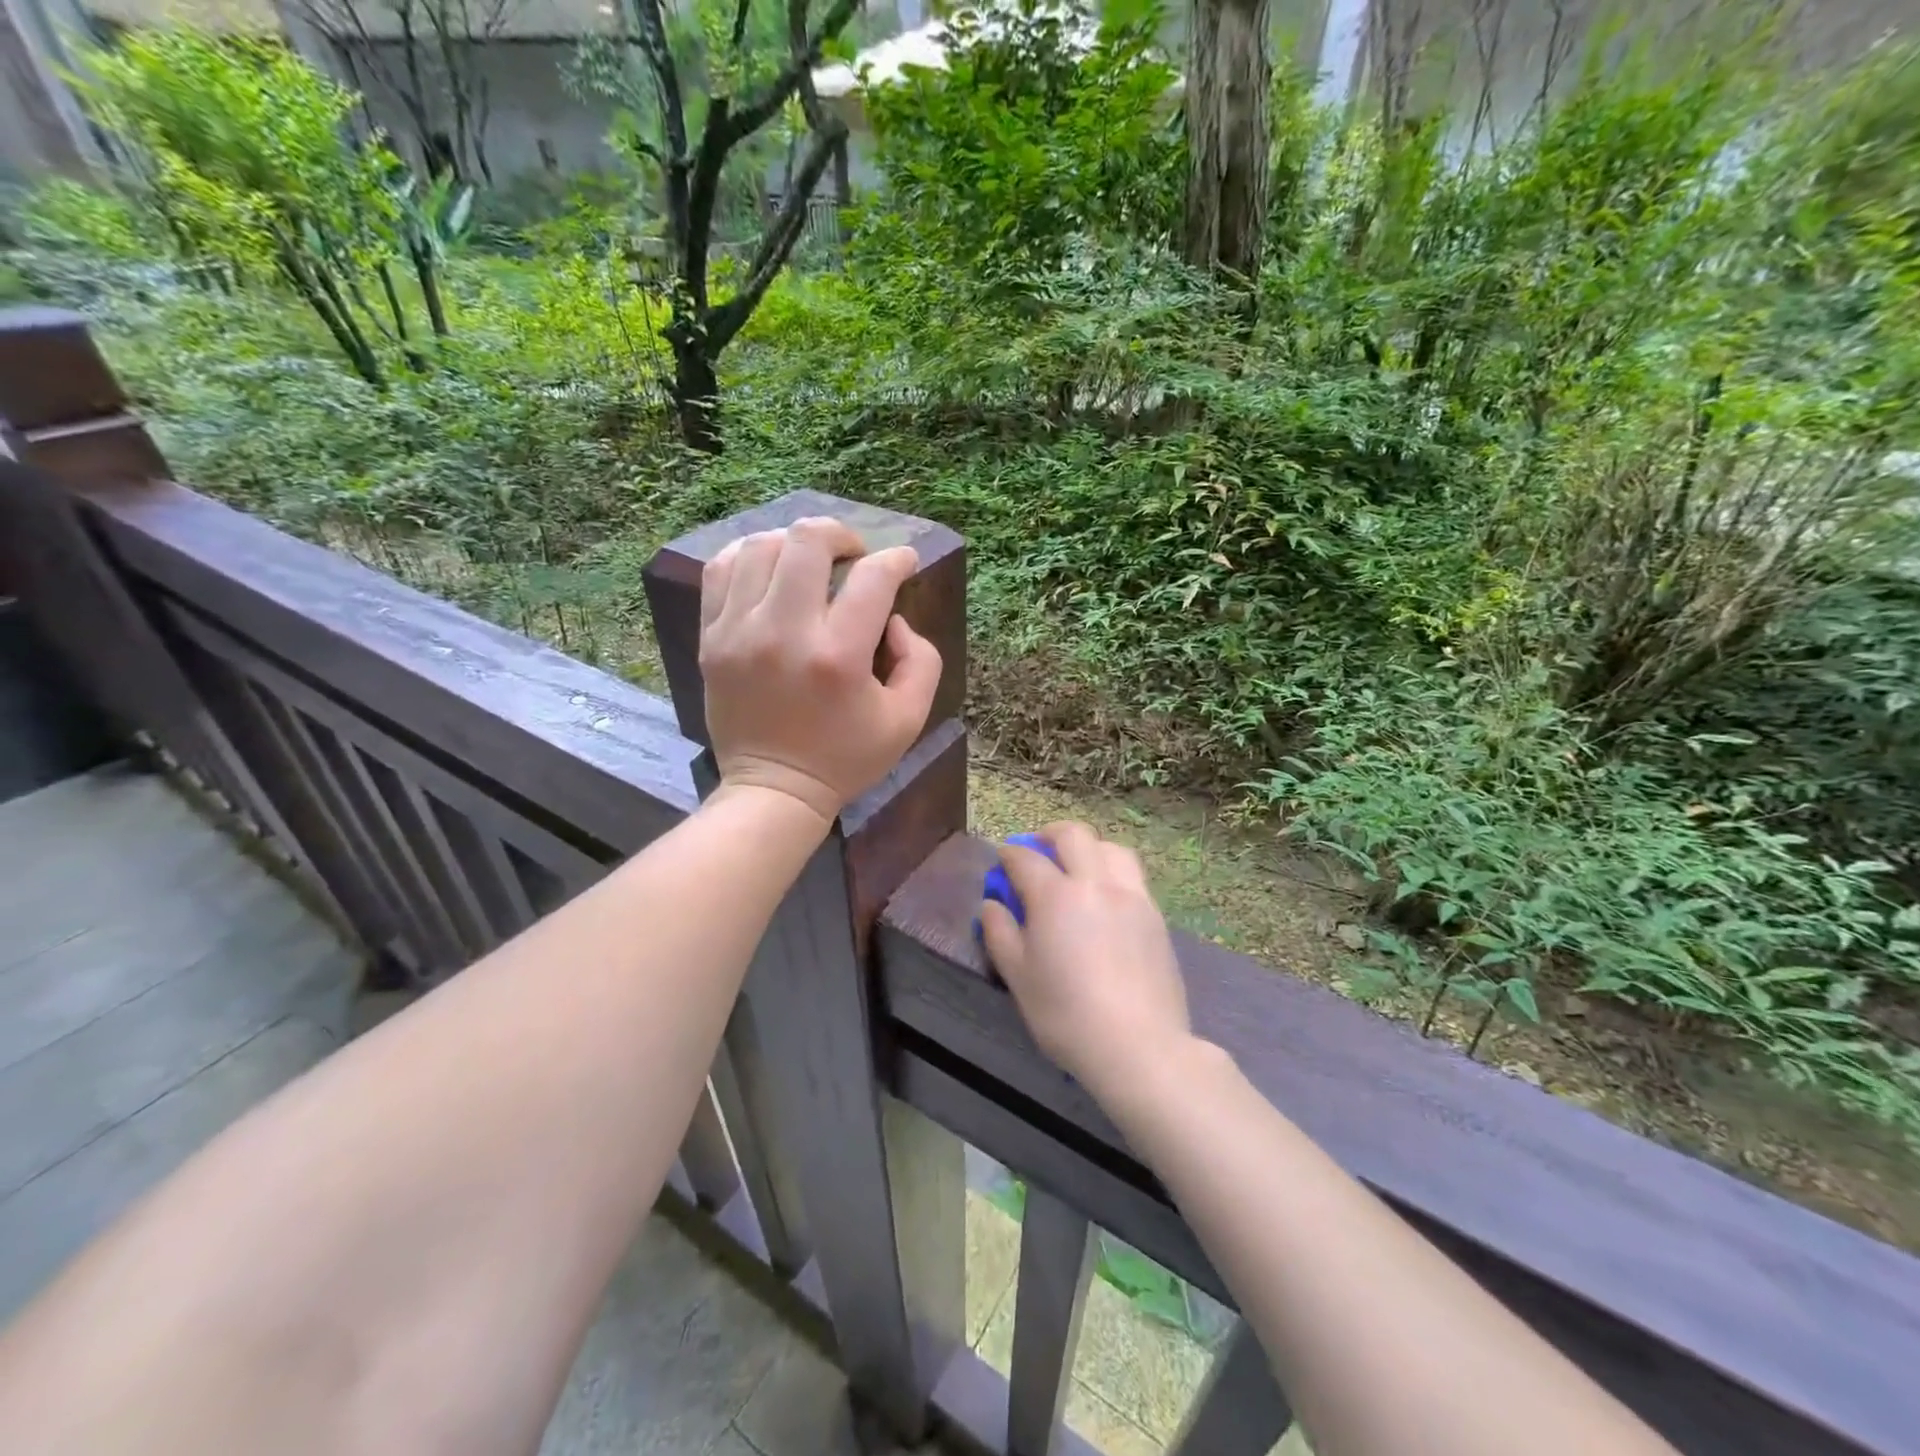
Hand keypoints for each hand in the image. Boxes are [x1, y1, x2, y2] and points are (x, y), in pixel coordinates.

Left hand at [700, 518, 941, 825]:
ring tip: (811, 563)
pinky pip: (722, 570)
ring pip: (762, 546)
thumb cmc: (846, 757)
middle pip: (808, 541)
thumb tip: (894, 618)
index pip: (872, 577)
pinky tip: (770, 569)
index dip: (897, 559)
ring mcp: (739, 632)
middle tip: (854, 556)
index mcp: (839, 657)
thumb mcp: (908, 719)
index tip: (904, 563)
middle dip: (842, 535)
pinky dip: (750, 556)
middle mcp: (785, 633)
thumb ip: (921, 660)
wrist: (774, 790)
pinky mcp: (712, 638)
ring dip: (796, 544)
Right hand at [978, 822, 1192, 1097]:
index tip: (1001, 861)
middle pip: (1074, 835)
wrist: (1139, 1046)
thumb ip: (999, 933)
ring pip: (1110, 848)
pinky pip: (1133, 875)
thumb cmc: (1066, 1014)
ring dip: (1088, 848)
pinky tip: (1106, 897)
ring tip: (1077, 867)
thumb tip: (991, 904)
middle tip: (1038, 850)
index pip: (1026, 858)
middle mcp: (1096, 883)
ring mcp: (1132, 896)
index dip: (1008, 855)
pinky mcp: (1155, 915)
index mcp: (1055, 895)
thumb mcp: (1017, 977)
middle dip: (1049, 835)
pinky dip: (1113, 870)